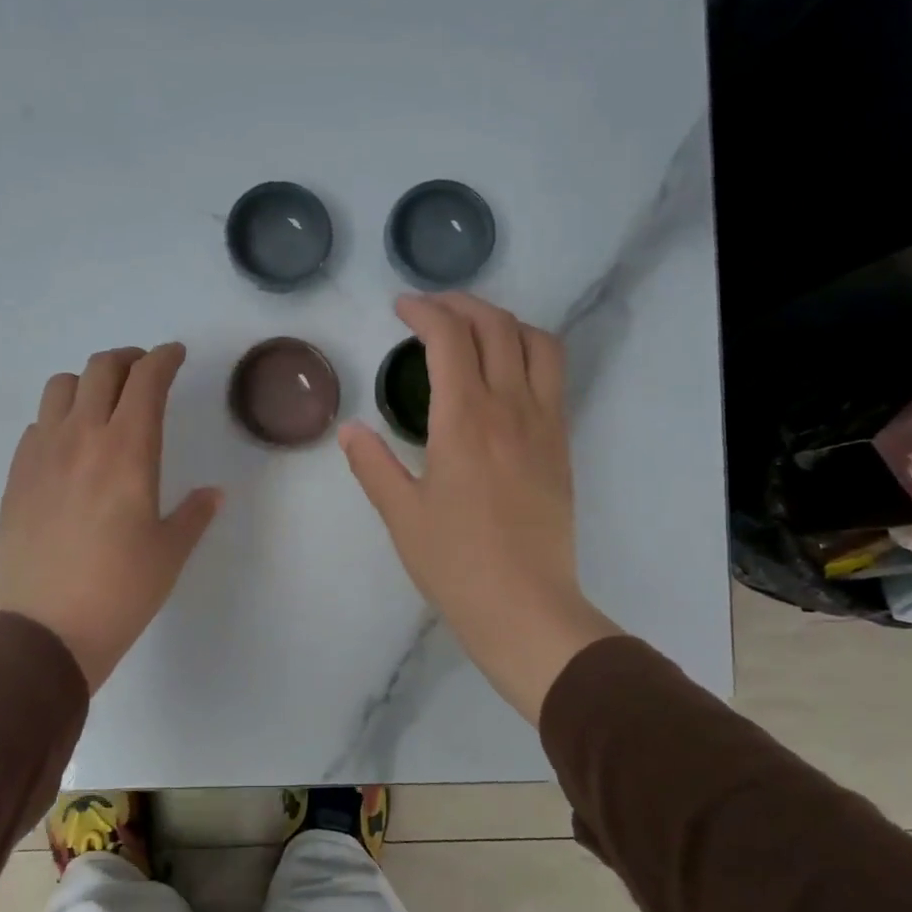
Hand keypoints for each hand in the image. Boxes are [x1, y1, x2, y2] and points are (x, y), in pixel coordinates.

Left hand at [0, 343, 222, 692]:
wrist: (46, 630)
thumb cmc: (121, 590)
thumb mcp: (170, 552)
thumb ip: (194, 513)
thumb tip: (213, 494)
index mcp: (128, 450)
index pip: (146, 380)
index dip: (164, 358)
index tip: (175, 355)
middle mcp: (81, 438)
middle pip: (100, 369)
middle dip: (128, 360)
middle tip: (144, 373)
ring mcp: (41, 454)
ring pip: (60, 387)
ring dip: (88, 382)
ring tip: (103, 404)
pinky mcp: (16, 476)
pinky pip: (37, 425)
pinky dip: (59, 418)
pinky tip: (70, 446)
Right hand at [340, 294, 619, 723]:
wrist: (524, 606)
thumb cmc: (455, 563)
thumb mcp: (401, 515)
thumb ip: (373, 464)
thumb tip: (349, 430)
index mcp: (464, 420)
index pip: (450, 338)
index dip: (425, 312)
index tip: (401, 309)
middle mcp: (510, 408)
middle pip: (497, 326)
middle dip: (462, 305)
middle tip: (431, 311)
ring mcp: (544, 424)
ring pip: (537, 343)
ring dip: (504, 322)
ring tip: (474, 331)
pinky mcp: (561, 444)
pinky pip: (553, 376)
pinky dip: (528, 352)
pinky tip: (504, 373)